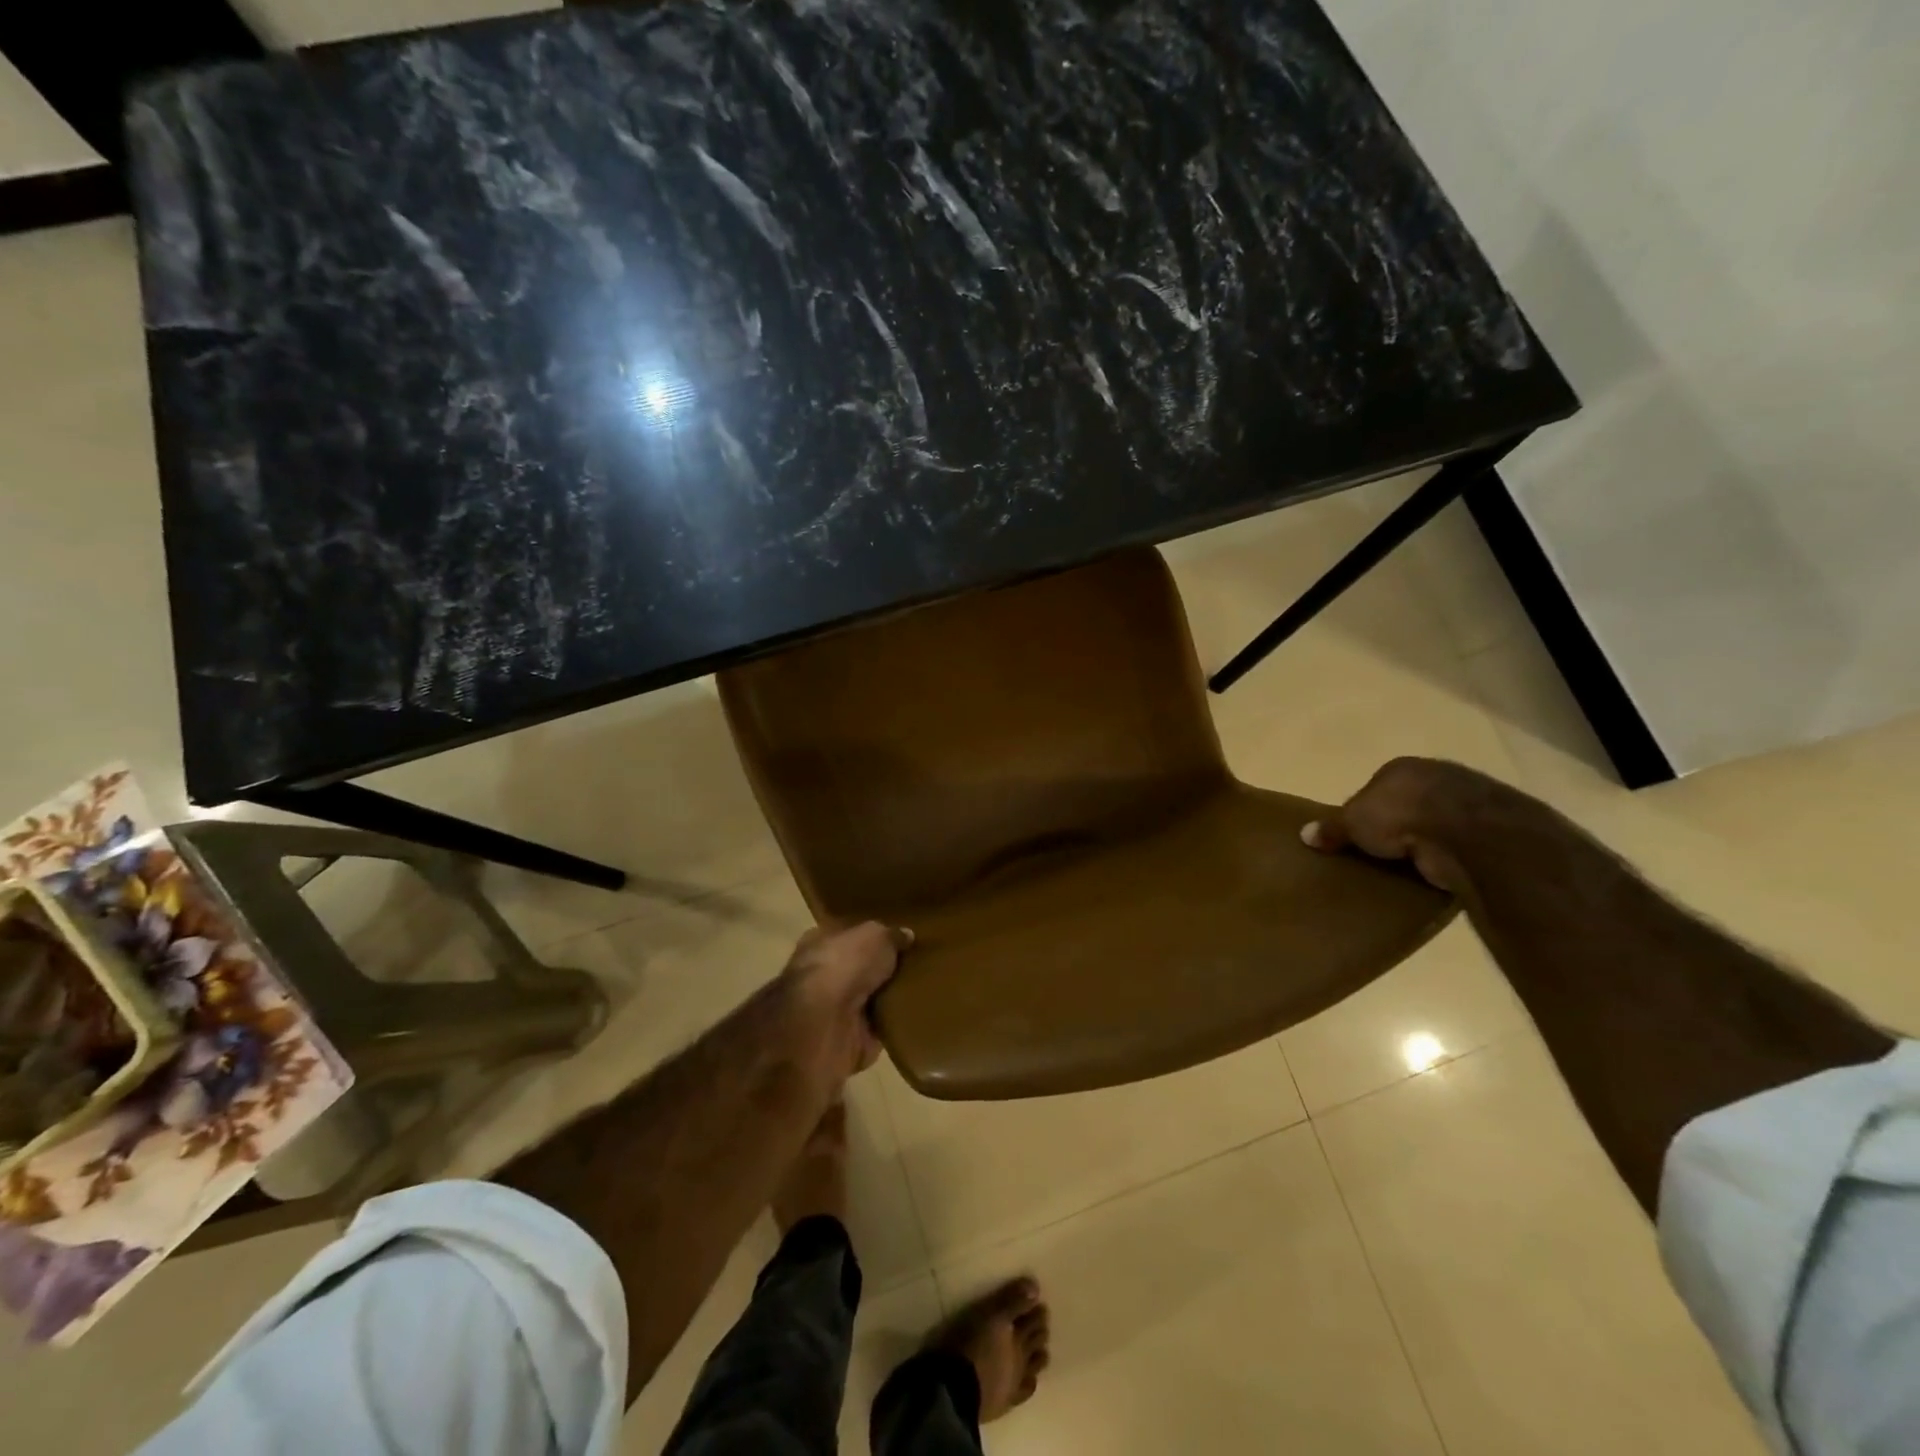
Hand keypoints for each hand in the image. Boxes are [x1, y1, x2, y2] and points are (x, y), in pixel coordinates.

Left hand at [781, 921, 912, 1088]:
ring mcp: (832, 1010)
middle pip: (859, 968)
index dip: (871, 936)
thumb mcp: (876, 935)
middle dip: (883, 969)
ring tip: (925, 989)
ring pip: (869, 999)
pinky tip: (918, 1015)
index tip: (899, 938)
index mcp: (819, 942)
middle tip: (917, 964)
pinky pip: (879, 1027)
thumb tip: (906, 935)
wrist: (826, 1023)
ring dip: (890, 998)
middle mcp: (821, 975)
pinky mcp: (847, 1039)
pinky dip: (895, 1024)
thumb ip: (891, 935)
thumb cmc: (844, 965)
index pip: (847, 935)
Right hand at [1301, 757, 1498, 892]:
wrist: (1466, 830)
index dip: (1365, 810)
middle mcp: (1435, 776)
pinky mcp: (1491, 828)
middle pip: (1408, 803)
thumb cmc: (1399, 814)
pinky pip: (1458, 843)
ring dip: (1425, 841)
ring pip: (1436, 822)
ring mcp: (1468, 800)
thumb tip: (1304, 834)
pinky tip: (1436, 872)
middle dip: (1397, 824)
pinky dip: (1448, 856)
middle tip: (1381, 852)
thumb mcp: (1353, 821)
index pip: (1376, 788)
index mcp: (1400, 768)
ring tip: (1407, 867)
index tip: (1358, 833)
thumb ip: (1332, 828)